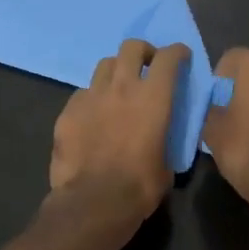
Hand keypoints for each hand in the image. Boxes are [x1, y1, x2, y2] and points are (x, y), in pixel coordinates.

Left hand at [49, 40, 188, 226]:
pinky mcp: (67, 111)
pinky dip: (93, 98)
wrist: (93, 202)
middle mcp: (122, 87)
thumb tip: (161, 140)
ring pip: (104, 65)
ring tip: (118, 89)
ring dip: (116, 71)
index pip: (168, 58)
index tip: (181, 57)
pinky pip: (83, 94)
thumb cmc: (140, 186)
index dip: (177, 53)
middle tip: (147, 65)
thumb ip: (165, 140)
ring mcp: (91, 96)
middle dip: (143, 51)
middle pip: (131, 47)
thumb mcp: (167, 164)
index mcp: (153, 97)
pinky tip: (94, 116)